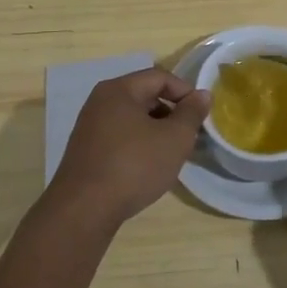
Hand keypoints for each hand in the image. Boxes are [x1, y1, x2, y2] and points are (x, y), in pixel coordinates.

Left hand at [42, 68, 210, 234]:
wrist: (84, 209)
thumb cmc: (134, 166)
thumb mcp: (174, 139)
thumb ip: (191, 113)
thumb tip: (202, 95)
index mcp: (119, 90)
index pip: (160, 77)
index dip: (185, 92)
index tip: (201, 115)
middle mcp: (100, 102)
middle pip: (145, 96)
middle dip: (171, 113)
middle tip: (189, 136)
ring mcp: (89, 126)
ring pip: (132, 118)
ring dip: (156, 131)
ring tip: (171, 154)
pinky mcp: (86, 150)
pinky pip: (120, 136)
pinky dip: (138, 144)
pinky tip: (148, 167)